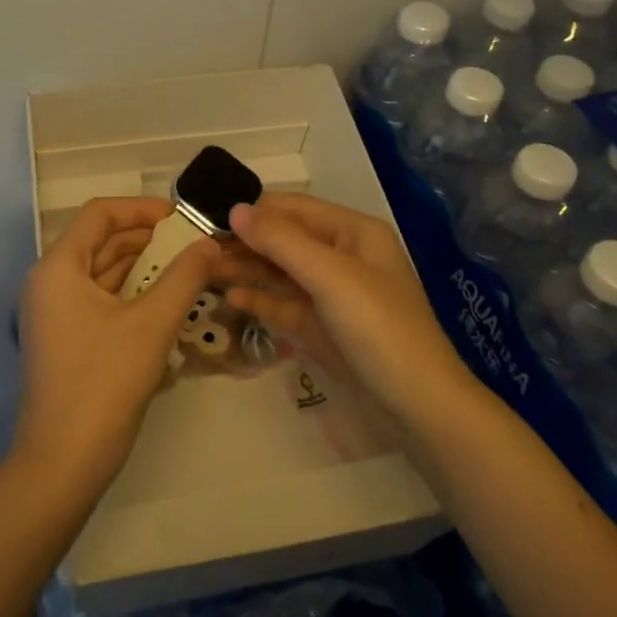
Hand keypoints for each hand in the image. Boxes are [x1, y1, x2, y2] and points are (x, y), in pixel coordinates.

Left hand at [13, 197, 218, 501]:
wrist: (62, 464)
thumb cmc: (104, 383)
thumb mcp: (152, 324)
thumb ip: (184, 277)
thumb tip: (209, 244)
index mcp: (58, 268)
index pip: (99, 215)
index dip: (141, 208)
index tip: (181, 217)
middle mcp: (49, 282)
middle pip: (100, 242)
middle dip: (147, 239)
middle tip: (192, 244)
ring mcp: (54, 313)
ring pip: (102, 273)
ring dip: (142, 267)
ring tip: (187, 269)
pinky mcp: (64, 338)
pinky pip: (99, 300)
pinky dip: (131, 294)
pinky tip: (165, 302)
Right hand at [218, 193, 473, 426]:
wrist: (419, 408)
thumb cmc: (379, 328)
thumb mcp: (330, 276)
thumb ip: (281, 241)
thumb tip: (235, 208)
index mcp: (352, 233)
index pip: (293, 209)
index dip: (253, 211)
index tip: (207, 218)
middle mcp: (341, 257)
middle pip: (284, 240)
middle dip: (244, 242)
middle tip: (197, 250)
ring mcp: (332, 295)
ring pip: (280, 273)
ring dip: (246, 270)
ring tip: (204, 272)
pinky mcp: (323, 329)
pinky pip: (284, 305)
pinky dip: (259, 301)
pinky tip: (230, 300)